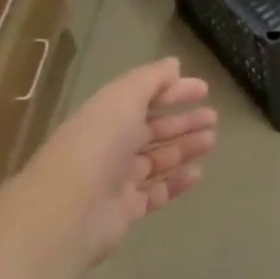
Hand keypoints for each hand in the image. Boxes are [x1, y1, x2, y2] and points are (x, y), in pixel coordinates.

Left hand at [28, 57, 216, 265]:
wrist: (67, 212)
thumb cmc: (97, 144)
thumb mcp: (124, 96)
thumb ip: (151, 78)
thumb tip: (174, 66)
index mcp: (106, 116)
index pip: (144, 98)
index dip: (173, 91)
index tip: (204, 90)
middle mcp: (110, 146)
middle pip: (152, 129)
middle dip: (182, 121)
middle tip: (212, 118)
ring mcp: (116, 180)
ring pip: (157, 159)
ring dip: (184, 148)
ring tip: (211, 141)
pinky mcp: (124, 211)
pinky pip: (155, 192)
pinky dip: (176, 182)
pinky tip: (197, 173)